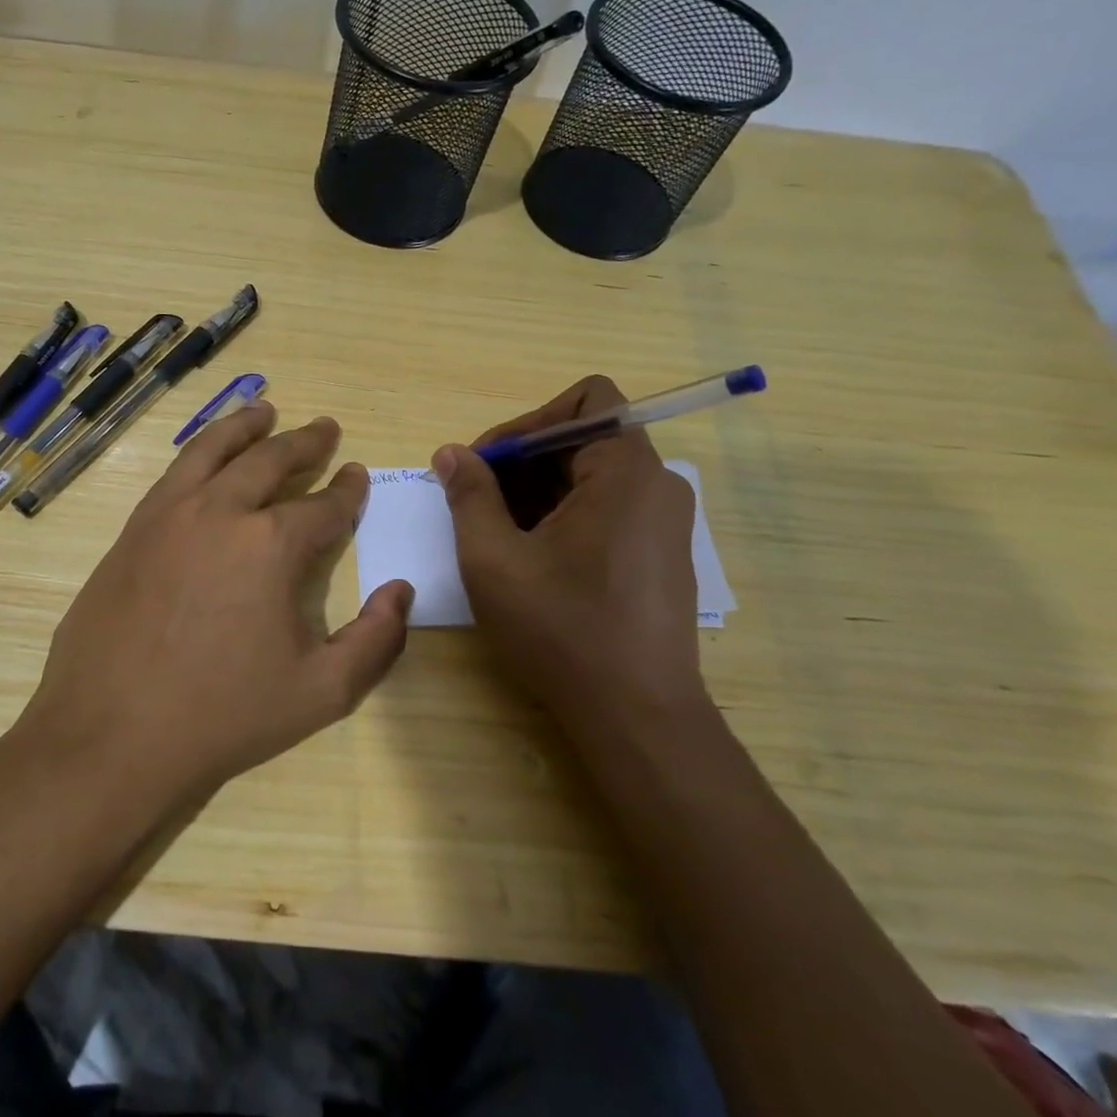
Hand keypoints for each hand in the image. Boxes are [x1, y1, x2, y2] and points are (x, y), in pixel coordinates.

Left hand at [16, 403, 413, 812]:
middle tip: (325, 428)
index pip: (324, 506)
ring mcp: (168, 516)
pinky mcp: (132, 531)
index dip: (347, 490)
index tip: (357, 475)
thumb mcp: (321, 693)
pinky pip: (173, 474)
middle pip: (270, 460)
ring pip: (213, 450)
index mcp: (271, 545)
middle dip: (305, 442)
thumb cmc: (223, 716)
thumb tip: (401, 592)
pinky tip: (206, 459)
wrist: (111, 736)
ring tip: (264, 410)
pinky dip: (199, 452)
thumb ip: (376, 641)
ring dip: (245, 426)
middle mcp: (221, 512)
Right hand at [432, 376, 705, 732]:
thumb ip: (470, 495)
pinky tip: (532, 558)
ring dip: (538, 491)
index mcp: (626, 472)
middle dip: (523, 461)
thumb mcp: (494, 559)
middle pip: (585, 438)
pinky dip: (564, 516)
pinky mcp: (661, 555)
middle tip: (475, 501)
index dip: (527, 422)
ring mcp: (665, 523)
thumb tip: (450, 453)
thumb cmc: (561, 629)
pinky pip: (609, 509)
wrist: (637, 716)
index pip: (585, 401)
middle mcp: (658, 485)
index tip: (485, 464)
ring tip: (497, 534)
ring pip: (593, 477)